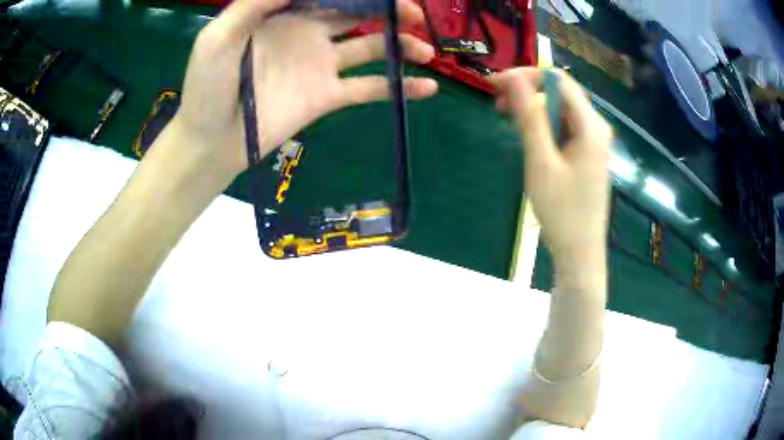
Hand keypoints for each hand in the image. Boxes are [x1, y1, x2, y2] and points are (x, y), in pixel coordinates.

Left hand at [173, 0, 437, 181]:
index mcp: (284, 14)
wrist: (211, 141)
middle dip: (387, 7)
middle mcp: (308, 32)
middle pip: (357, 12)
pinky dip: (400, 87)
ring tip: (426, 49)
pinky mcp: (329, 96)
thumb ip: (255, 3)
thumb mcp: (219, 36)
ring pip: (372, 46)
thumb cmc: (207, 86)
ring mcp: (321, 65)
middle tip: (414, 11)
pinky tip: (429, 87)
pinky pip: (370, 88)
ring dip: (402, 44)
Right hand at [489, 68, 611, 270]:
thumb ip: (529, 118)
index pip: (557, 80)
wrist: (580, 252)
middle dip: (528, 91)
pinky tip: (529, 137)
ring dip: (534, 109)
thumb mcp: (541, 163)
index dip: (525, 76)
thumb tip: (513, 79)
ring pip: (561, 109)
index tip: (495, 85)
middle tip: (498, 105)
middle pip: (560, 92)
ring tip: (509, 121)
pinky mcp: (588, 152)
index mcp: (591, 126)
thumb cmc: (562, 212)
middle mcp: (596, 126)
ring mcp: (594, 139)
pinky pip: (564, 126)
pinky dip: (544, 125)